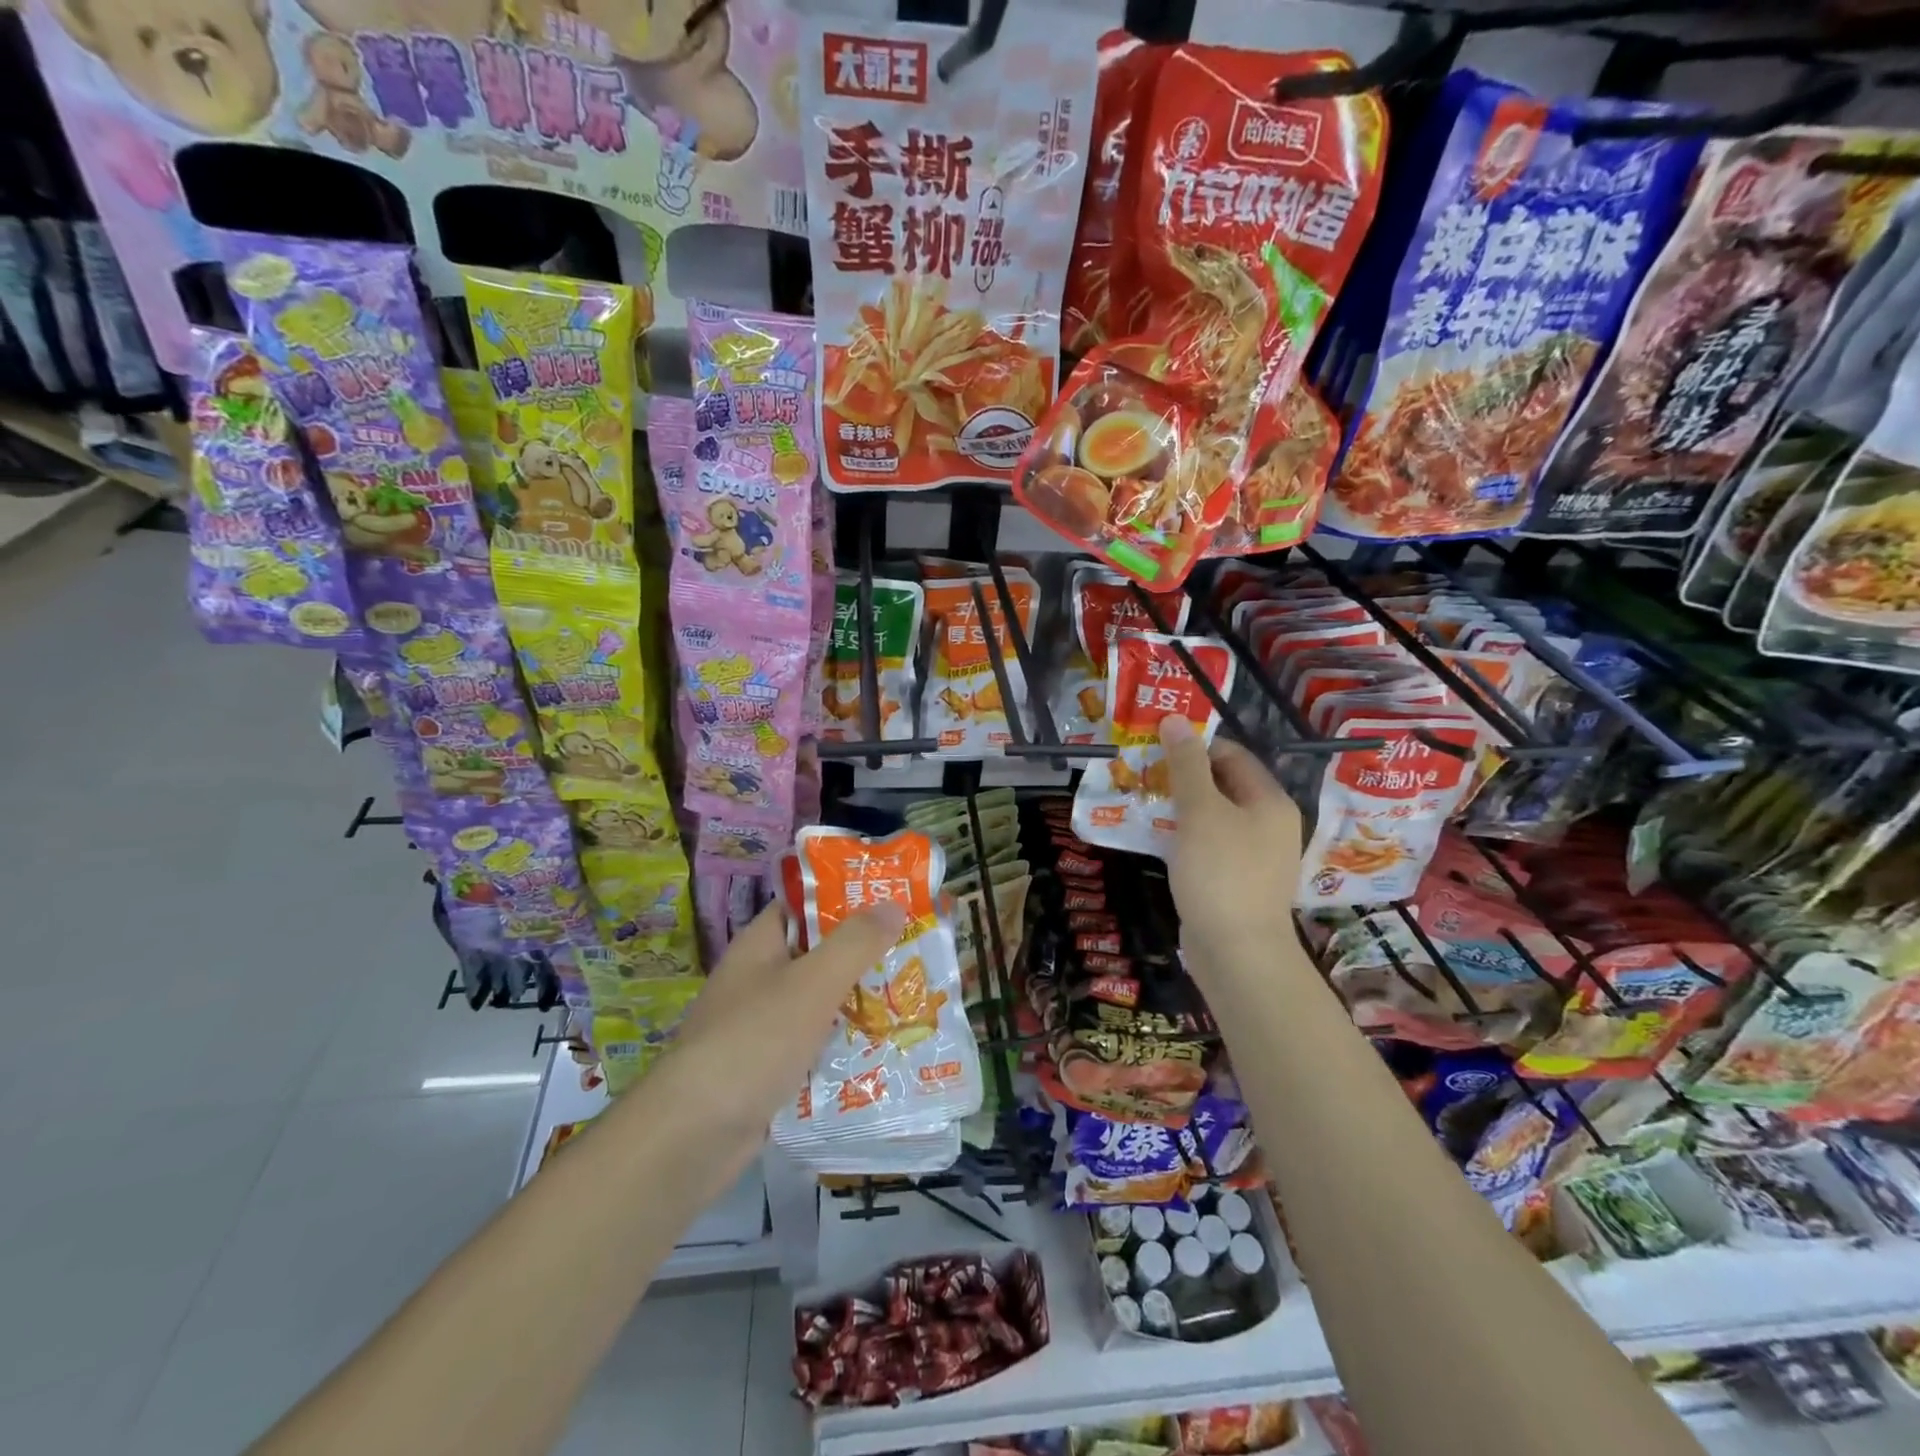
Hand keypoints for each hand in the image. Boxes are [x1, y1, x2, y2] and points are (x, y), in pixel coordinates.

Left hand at [645, 898, 906, 1180]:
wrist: (692, 1137)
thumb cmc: (753, 1042)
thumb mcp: (812, 984)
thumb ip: (854, 943)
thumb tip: (893, 903)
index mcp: (760, 945)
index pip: (805, 904)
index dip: (847, 896)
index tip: (895, 897)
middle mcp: (759, 978)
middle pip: (818, 953)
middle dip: (864, 953)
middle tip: (917, 951)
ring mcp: (761, 1025)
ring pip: (820, 1001)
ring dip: (859, 1000)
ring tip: (913, 997)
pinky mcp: (768, 1068)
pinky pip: (814, 1043)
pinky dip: (844, 1043)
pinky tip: (884, 1049)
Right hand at [1159, 715, 1304, 973]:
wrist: (1237, 952)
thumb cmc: (1220, 873)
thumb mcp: (1200, 811)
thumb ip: (1187, 765)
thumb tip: (1175, 720)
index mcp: (1270, 801)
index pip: (1231, 754)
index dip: (1193, 747)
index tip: (1153, 749)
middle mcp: (1269, 823)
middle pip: (1223, 785)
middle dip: (1181, 778)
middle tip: (1141, 776)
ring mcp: (1255, 855)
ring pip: (1214, 817)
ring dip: (1179, 808)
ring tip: (1142, 804)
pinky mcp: (1238, 881)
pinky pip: (1210, 845)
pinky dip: (1185, 837)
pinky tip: (1157, 840)